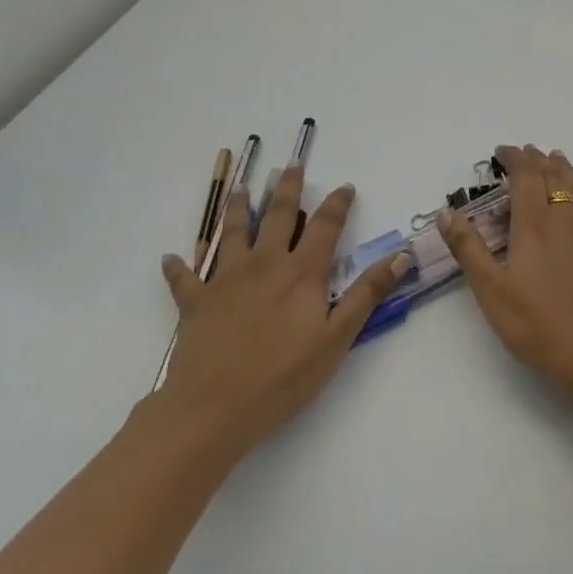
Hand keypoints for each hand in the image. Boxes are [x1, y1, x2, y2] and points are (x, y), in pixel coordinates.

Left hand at [156, 164, 404, 456]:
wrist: (212, 408)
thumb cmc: (283, 376)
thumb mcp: (337, 337)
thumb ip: (368, 293)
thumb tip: (401, 255)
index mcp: (302, 272)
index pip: (325, 226)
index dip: (337, 203)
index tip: (345, 186)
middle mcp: (265, 264)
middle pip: (278, 216)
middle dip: (287, 188)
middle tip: (291, 165)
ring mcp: (226, 280)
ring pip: (233, 233)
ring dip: (238, 208)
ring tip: (240, 188)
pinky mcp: (195, 302)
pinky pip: (185, 278)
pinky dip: (179, 266)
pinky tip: (171, 258)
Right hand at [439, 145, 572, 398]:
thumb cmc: (536, 325)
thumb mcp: (490, 290)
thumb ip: (468, 248)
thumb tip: (447, 212)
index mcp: (533, 225)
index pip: (524, 177)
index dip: (514, 159)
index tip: (502, 151)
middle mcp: (564, 219)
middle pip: (552, 177)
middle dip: (537, 160)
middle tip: (526, 152)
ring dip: (565, 169)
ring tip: (556, 157)